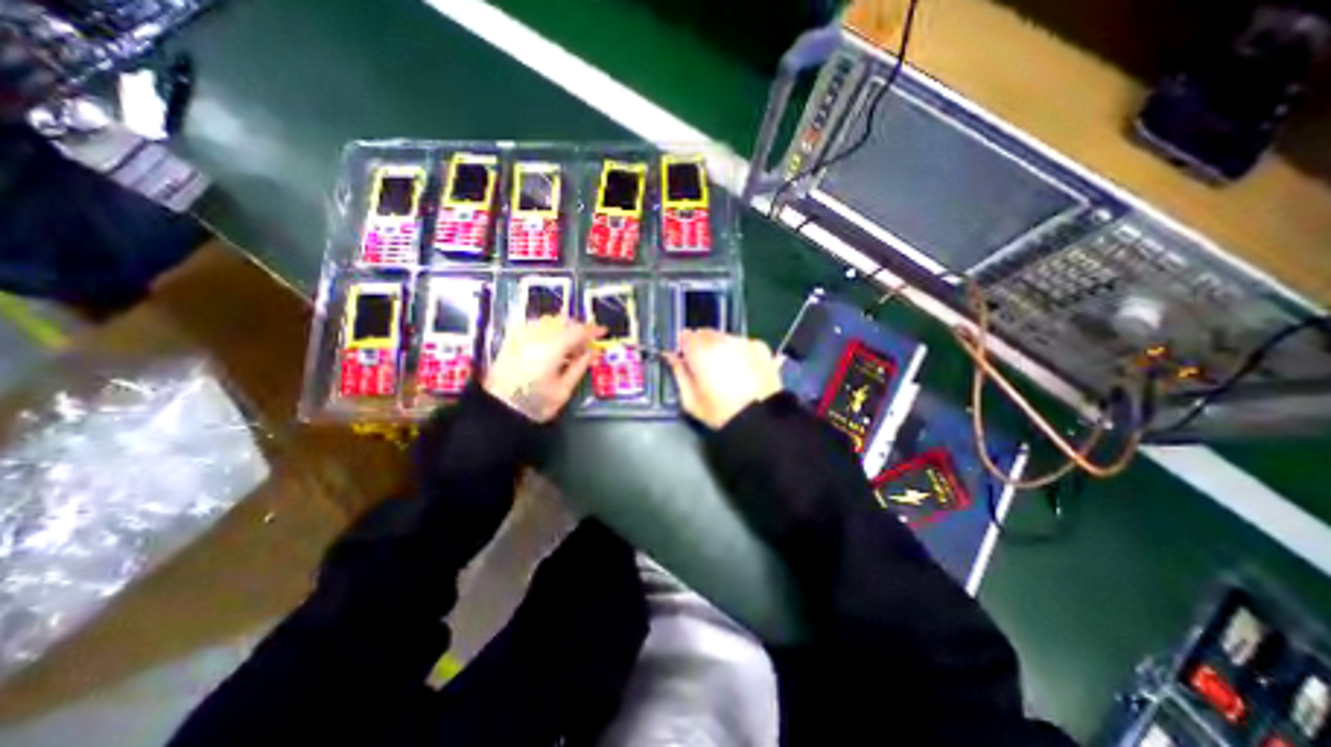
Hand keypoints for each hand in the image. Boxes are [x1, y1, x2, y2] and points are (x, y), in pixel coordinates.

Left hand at [485, 316, 602, 419]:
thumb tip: (591, 352)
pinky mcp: (512, 339)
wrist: (498, 410)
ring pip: (549, 321)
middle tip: (587, 343)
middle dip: (578, 329)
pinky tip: (552, 343)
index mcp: (551, 348)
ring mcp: (521, 335)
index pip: (578, 330)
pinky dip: (548, 329)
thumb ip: (579, 367)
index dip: (593, 330)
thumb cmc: (535, 404)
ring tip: (570, 345)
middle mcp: (536, 336)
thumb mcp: (563, 390)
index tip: (603, 332)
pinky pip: (535, 325)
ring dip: (564, 328)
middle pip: (563, 321)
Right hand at [666, 330, 782, 429]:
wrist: (761, 418)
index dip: (684, 347)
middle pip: (705, 334)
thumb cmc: (720, 412)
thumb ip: (678, 374)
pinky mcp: (760, 347)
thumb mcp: (690, 400)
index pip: (685, 336)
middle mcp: (721, 340)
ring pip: (724, 337)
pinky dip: (739, 351)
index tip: (685, 359)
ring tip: (726, 370)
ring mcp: (743, 341)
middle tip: (705, 367)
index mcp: (700, 351)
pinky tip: (743, 369)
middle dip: (702, 346)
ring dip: (721, 348)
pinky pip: (743, 343)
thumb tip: (671, 357)